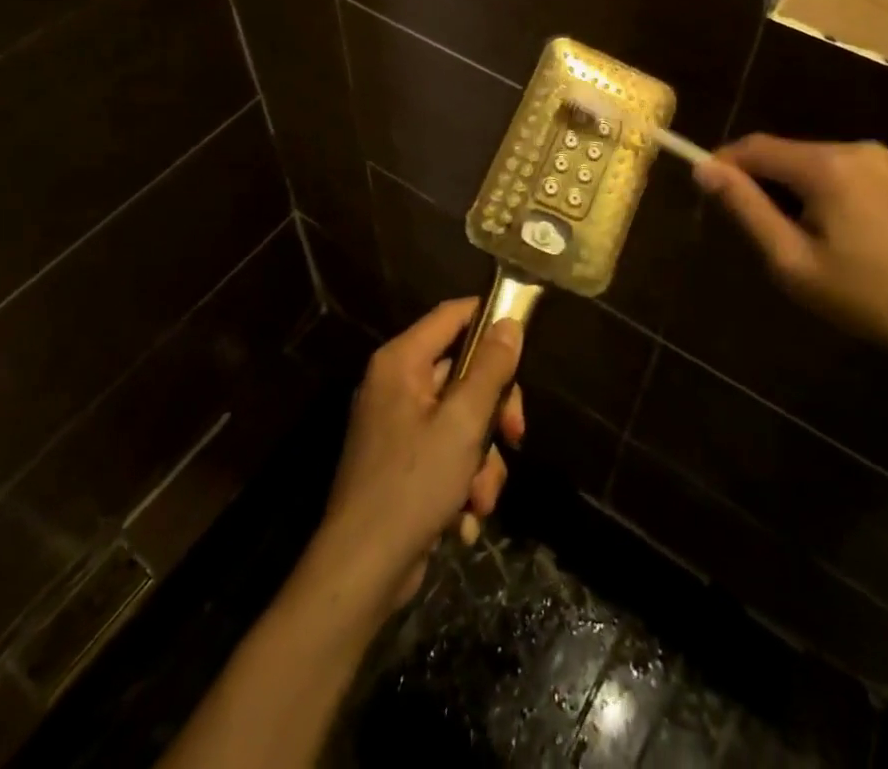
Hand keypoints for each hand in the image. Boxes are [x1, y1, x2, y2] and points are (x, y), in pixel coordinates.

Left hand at [314, 299, 526, 614]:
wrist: (362, 571)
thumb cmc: (413, 485)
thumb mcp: (463, 423)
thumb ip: (490, 370)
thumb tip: (510, 323)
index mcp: (401, 361)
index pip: (452, 315)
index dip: (489, 319)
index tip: (525, 340)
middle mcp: (396, 384)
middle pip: (463, 372)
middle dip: (494, 411)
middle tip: (515, 436)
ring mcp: (397, 425)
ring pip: (462, 419)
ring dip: (481, 459)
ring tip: (480, 496)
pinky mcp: (402, 462)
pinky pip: (446, 451)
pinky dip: (461, 480)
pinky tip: (464, 516)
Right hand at [693, 134, 887, 357]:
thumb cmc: (861, 295)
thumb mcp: (791, 259)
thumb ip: (745, 208)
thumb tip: (704, 168)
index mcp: (827, 166)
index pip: (756, 147)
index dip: (724, 163)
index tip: (704, 191)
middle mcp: (851, 148)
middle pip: (781, 152)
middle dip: (756, 180)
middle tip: (747, 227)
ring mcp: (874, 158)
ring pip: (803, 160)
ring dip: (782, 187)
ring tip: (783, 234)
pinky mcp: (886, 172)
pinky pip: (828, 169)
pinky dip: (809, 189)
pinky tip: (817, 228)